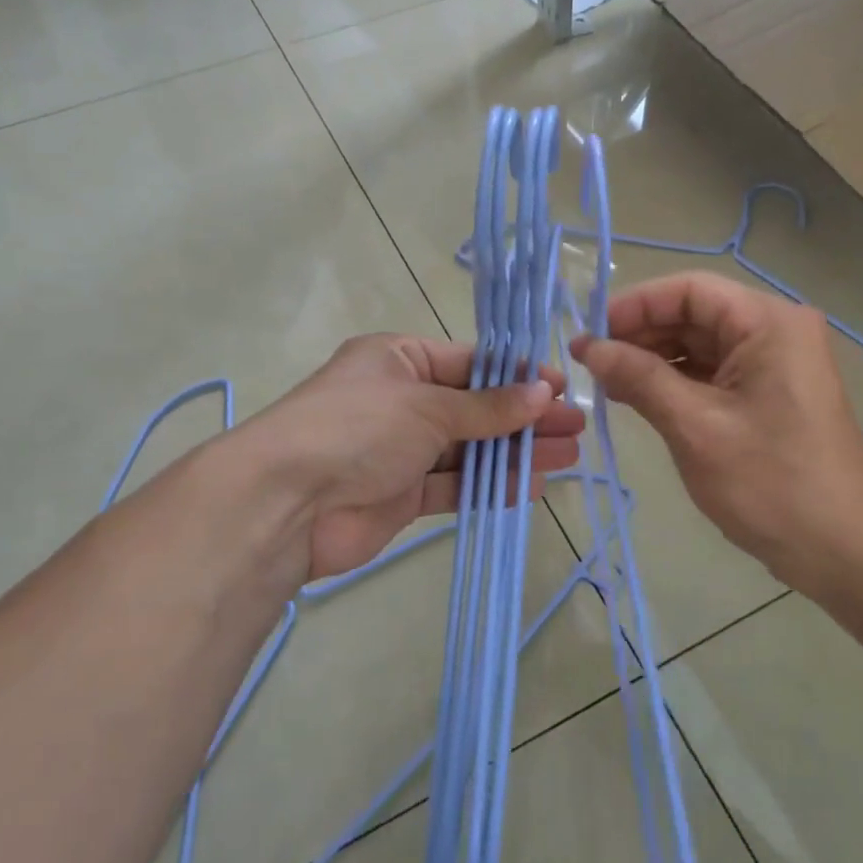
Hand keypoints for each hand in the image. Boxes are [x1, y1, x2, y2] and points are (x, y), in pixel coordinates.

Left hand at [233, 335, 584, 583]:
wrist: (287, 503)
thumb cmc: (358, 428)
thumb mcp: (427, 405)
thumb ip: (487, 406)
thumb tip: (543, 392)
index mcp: (399, 360)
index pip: (470, 362)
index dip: (517, 374)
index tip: (561, 387)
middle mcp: (401, 401)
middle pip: (475, 406)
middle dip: (524, 416)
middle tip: (575, 427)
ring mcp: (400, 450)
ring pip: (469, 448)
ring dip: (515, 452)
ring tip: (567, 456)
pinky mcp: (401, 495)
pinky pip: (454, 485)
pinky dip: (490, 485)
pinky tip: (532, 485)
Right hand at [571, 272, 862, 592]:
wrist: (839, 550)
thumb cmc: (768, 483)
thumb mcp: (694, 426)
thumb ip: (638, 377)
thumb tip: (587, 346)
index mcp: (769, 323)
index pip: (689, 290)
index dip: (634, 305)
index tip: (589, 333)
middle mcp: (776, 331)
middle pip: (695, 314)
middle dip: (640, 335)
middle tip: (590, 363)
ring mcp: (776, 364)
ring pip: (701, 345)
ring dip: (653, 360)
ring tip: (606, 384)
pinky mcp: (770, 394)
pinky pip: (714, 373)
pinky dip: (676, 382)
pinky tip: (638, 398)